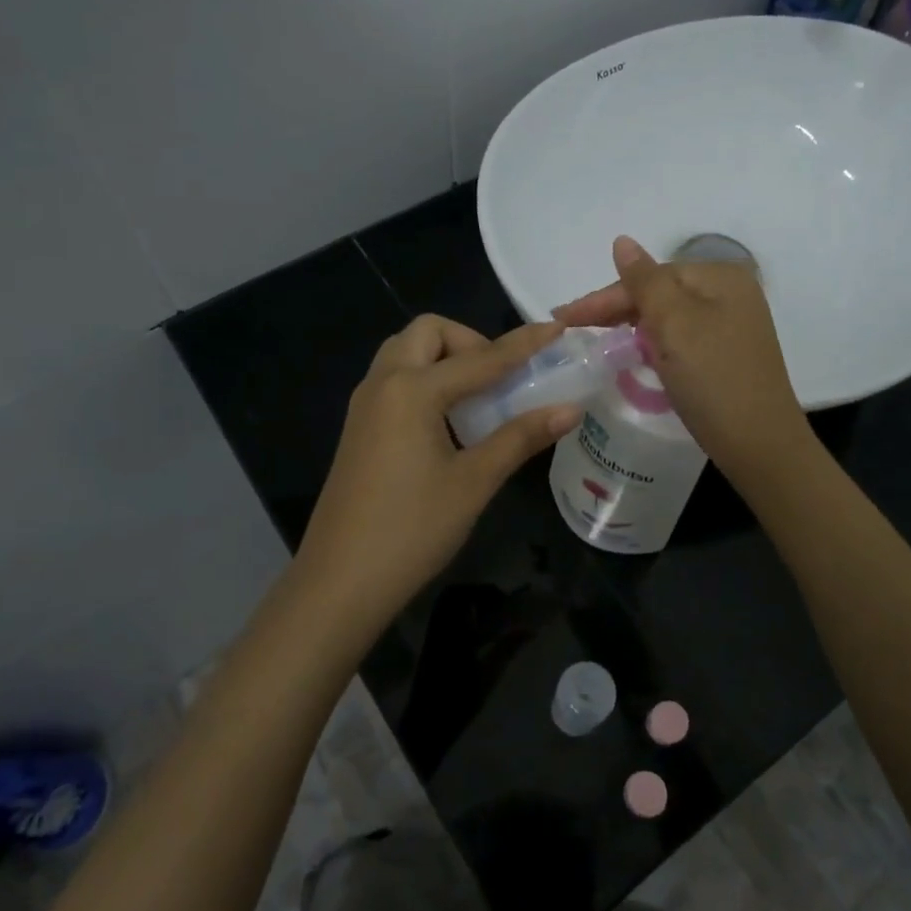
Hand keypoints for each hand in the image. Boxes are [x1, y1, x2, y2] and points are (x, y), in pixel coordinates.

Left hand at [290, 315, 580, 640]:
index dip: (523, 344)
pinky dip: (425, 380)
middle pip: (428, 333)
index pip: (481, 358)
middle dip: (469, 342)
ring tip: (477, 399)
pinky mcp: (359, 428)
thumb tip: (571, 409)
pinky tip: (448, 423)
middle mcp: (383, 384)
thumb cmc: (412, 530)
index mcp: (412, 390)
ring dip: (444, 359)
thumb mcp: (474, 481)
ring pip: (406, 354)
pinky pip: (394, 380)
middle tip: (499, 379)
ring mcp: (365, 405)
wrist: (340, 582)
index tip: (556, 328)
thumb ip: (520, 437)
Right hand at [555, 236, 813, 480]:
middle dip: (616, 310)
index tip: (563, 317)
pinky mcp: (727, 355)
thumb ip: (644, 281)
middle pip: (660, 293)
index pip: (650, 276)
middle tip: (571, 328)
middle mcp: (731, 294)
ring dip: (632, 326)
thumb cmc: (713, 378)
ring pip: (668, 317)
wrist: (758, 445)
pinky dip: (654, 344)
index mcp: (721, 277)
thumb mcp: (674, 323)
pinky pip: (680, 338)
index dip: (605, 297)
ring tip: (594, 339)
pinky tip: (634, 353)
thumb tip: (622, 241)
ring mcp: (732, 326)